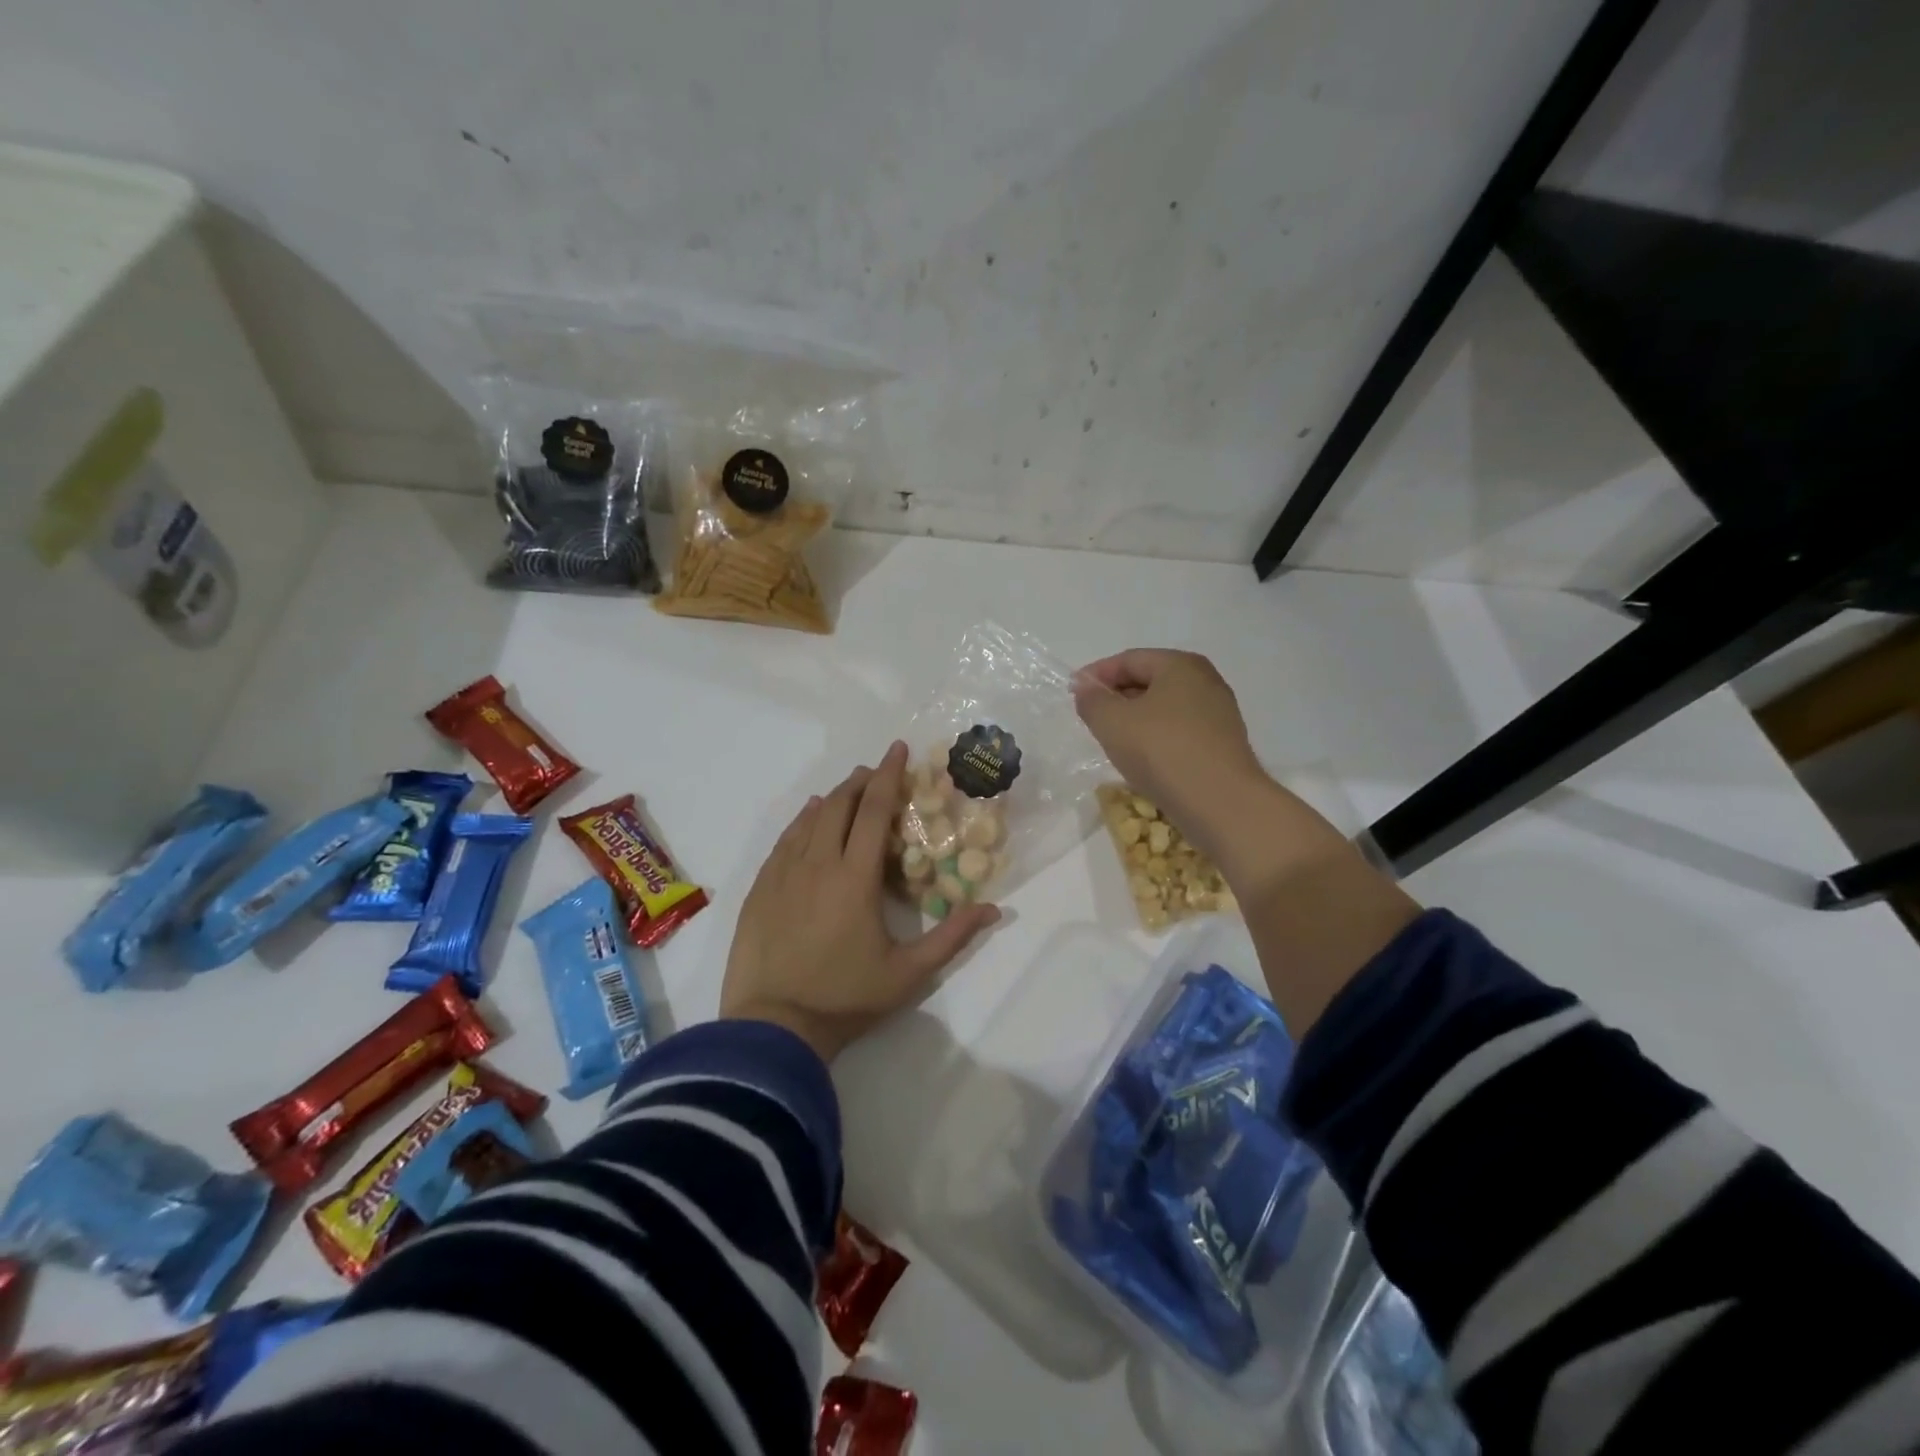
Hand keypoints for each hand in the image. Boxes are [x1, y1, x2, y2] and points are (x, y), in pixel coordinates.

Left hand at [720, 741, 1000, 1062]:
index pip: (873, 811)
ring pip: (809, 819)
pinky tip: (808, 818)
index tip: (898, 749)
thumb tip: (993, 908)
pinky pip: (784, 841)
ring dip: (832, 798)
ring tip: (848, 788)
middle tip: (876, 770)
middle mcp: (817, 864)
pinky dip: (801, 821)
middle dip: (861, 781)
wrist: (773, 1027)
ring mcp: (783, 875)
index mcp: (854, 877)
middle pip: (839, 806)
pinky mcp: (761, 889)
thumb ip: (952, 937)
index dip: (888, 776)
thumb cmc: (846, 998)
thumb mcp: (909, 973)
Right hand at [1072, 650, 1272, 862]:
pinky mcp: (1222, 745)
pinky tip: (1141, 759)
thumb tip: (1087, 689)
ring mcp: (1218, 714)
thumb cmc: (1162, 751)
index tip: (1072, 693)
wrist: (1222, 804)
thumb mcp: (1113, 722)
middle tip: (1090, 717)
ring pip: (1164, 708)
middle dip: (1116, 695)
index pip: (1129, 659)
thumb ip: (1092, 700)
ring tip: (1111, 740)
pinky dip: (1155, 738)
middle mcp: (1205, 681)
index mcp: (1180, 665)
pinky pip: (1179, 731)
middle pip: (1149, 680)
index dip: (1096, 674)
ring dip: (1135, 719)